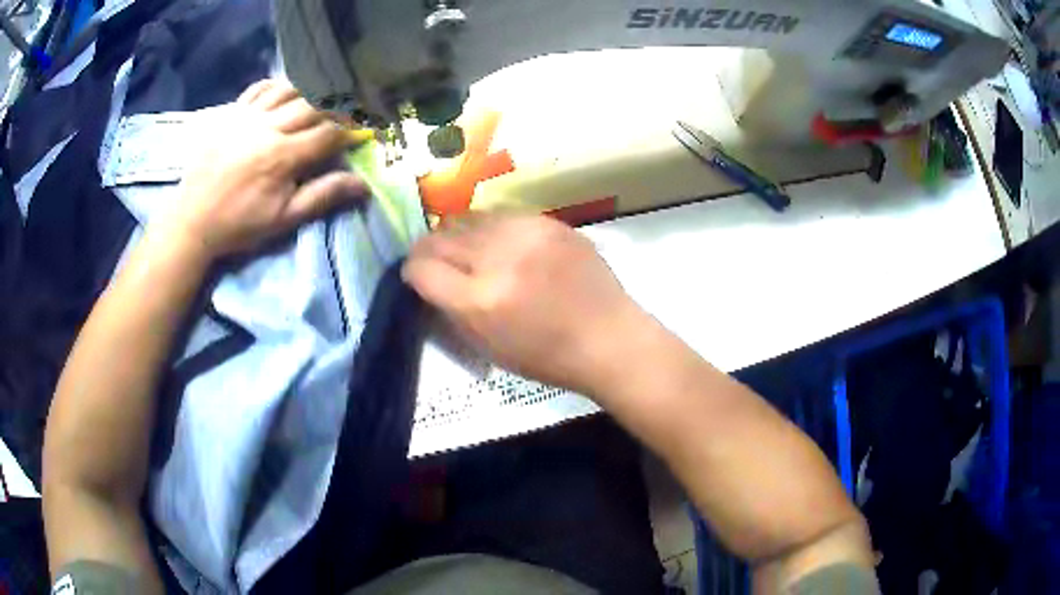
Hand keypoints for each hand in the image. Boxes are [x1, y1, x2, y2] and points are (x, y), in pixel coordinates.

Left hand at [158, 79, 366, 257]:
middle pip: (312, 104)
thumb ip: (322, 196)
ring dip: (309, 91)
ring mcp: (247, 117)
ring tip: (320, 99)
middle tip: (346, 112)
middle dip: (335, 107)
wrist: (192, 220)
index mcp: (283, 156)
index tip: (360, 132)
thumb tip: (362, 184)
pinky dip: (277, 86)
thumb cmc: (239, 225)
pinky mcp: (231, 114)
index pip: (328, 133)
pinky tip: (285, 92)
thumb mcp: (283, 219)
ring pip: (288, 89)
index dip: (349, 131)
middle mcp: (268, 128)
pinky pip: (259, 88)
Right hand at [402, 213, 648, 394]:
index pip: (421, 268)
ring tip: (467, 250)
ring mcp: (526, 234)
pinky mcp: (549, 222)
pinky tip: (500, 242)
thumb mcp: (488, 348)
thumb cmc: (548, 358)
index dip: (411, 271)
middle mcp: (498, 259)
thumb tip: (429, 280)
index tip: (416, 275)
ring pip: (467, 219)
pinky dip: (490, 228)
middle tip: (434, 261)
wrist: (609, 338)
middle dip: (428, 250)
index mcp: (480, 301)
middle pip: (439, 238)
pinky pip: (501, 214)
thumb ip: (452, 311)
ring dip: (458, 235)